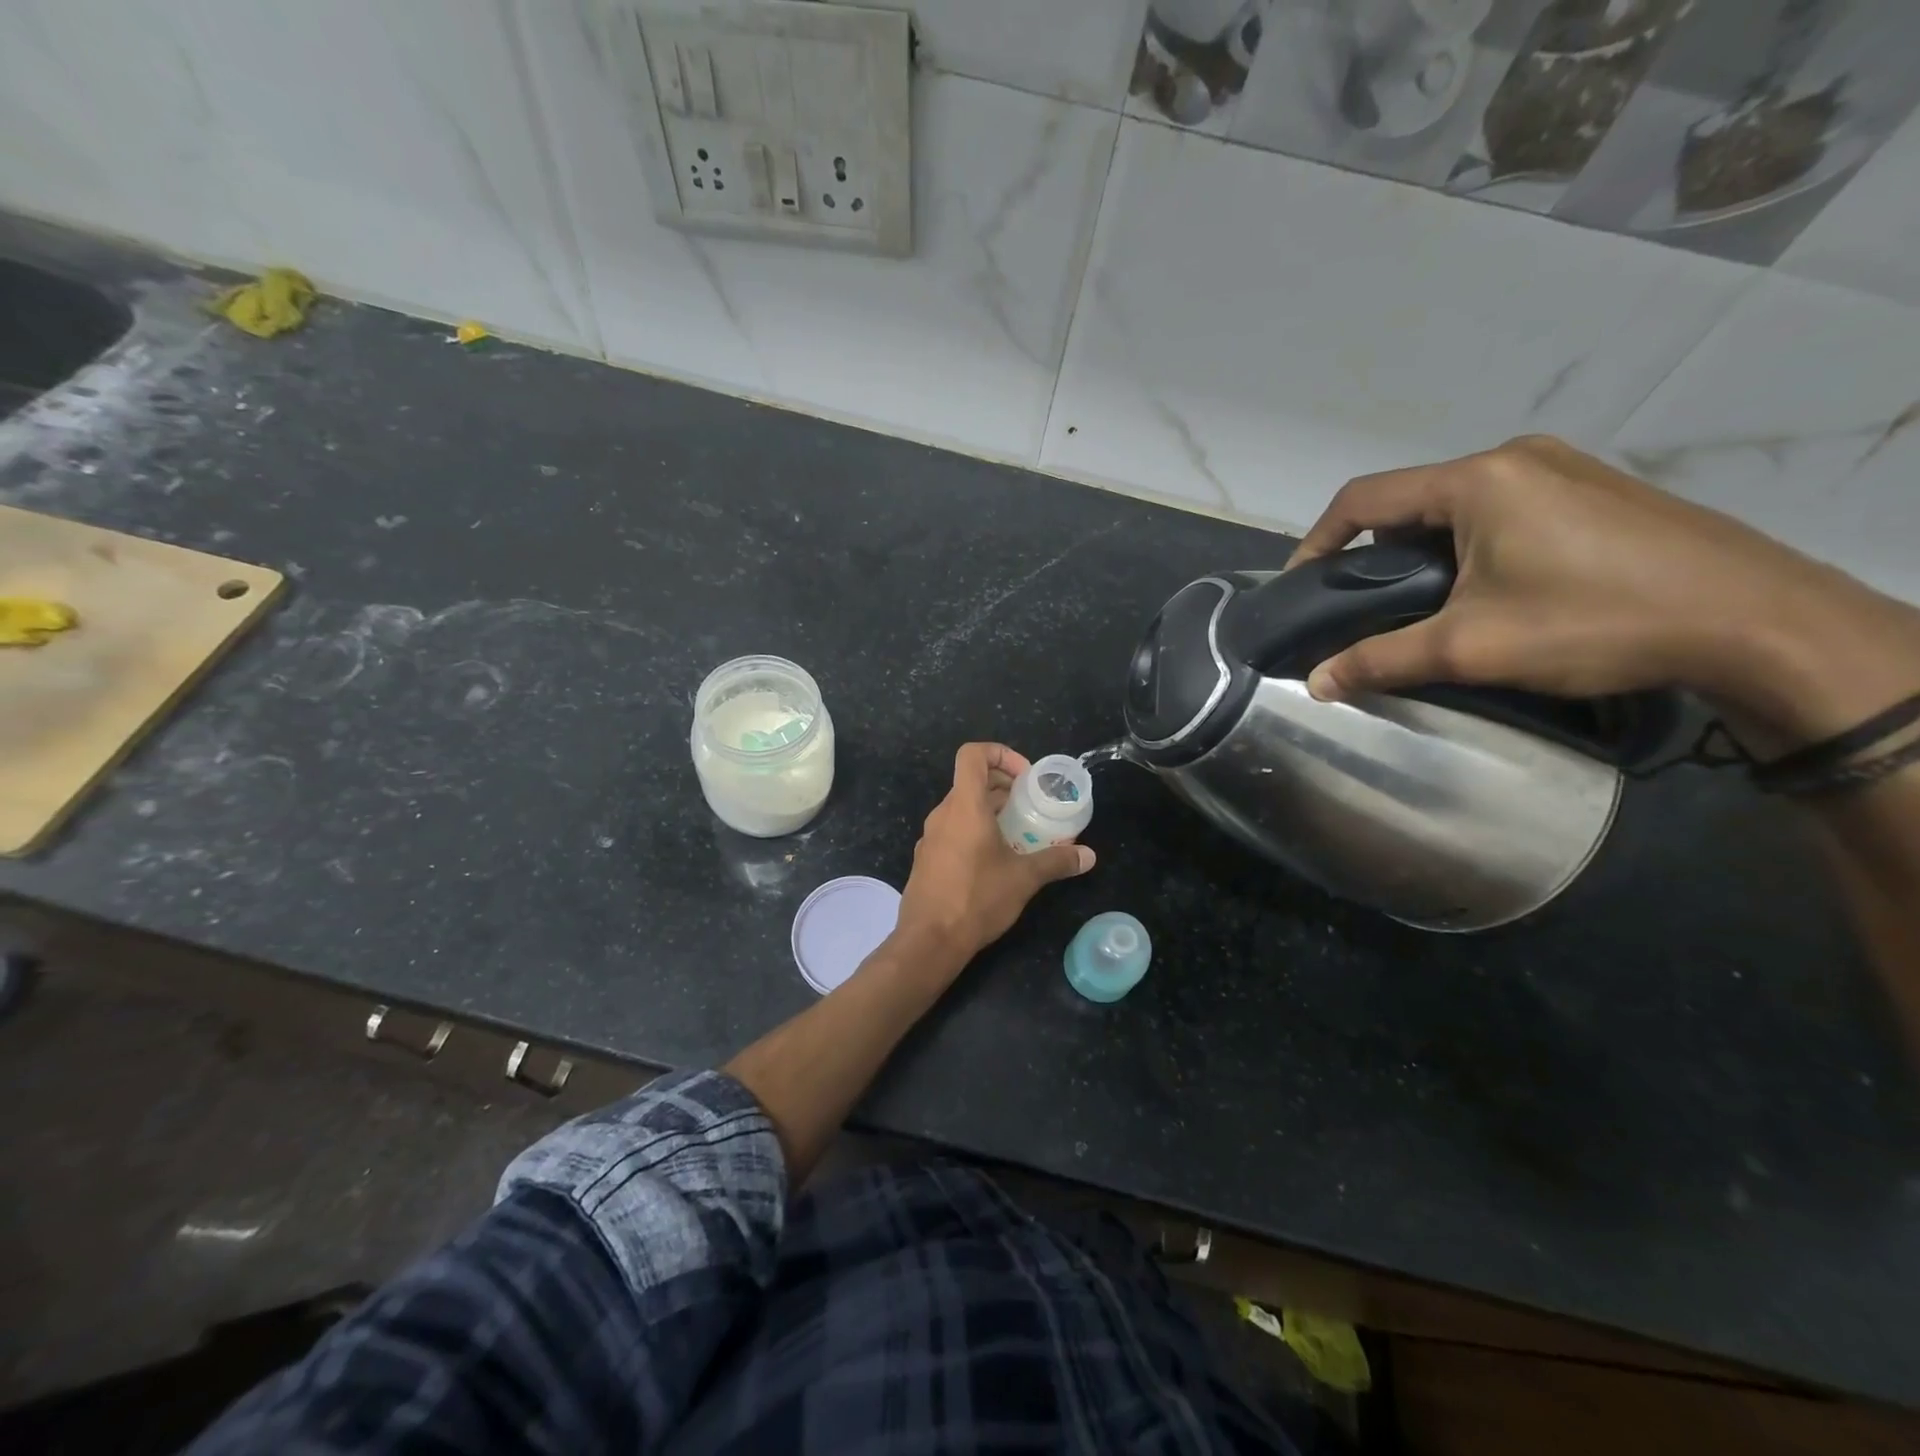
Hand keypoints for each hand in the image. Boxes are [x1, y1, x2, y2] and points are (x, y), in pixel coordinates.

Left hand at [894, 743, 1094, 967]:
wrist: (929, 941)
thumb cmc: (976, 898)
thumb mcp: (1024, 878)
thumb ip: (1057, 861)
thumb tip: (1089, 856)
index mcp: (964, 806)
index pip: (973, 754)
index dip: (1000, 754)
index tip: (1025, 778)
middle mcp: (943, 814)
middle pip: (971, 782)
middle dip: (1003, 786)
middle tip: (1031, 806)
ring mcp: (931, 837)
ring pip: (962, 808)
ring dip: (990, 811)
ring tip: (1019, 833)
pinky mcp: (927, 859)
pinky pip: (953, 831)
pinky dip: (975, 832)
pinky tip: (995, 861)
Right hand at [1287, 435, 1919, 745]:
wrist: (1754, 621)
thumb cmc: (1594, 621)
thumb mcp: (1470, 647)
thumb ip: (1381, 659)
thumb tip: (1314, 685)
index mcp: (1478, 480)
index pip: (1364, 498)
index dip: (1318, 541)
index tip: (1300, 586)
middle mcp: (1515, 458)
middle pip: (1410, 501)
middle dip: (1376, 551)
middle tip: (1366, 605)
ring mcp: (1562, 468)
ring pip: (1456, 506)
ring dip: (1425, 550)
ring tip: (1425, 604)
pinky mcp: (1595, 490)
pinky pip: (1502, 508)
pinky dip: (1470, 544)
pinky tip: (1488, 588)